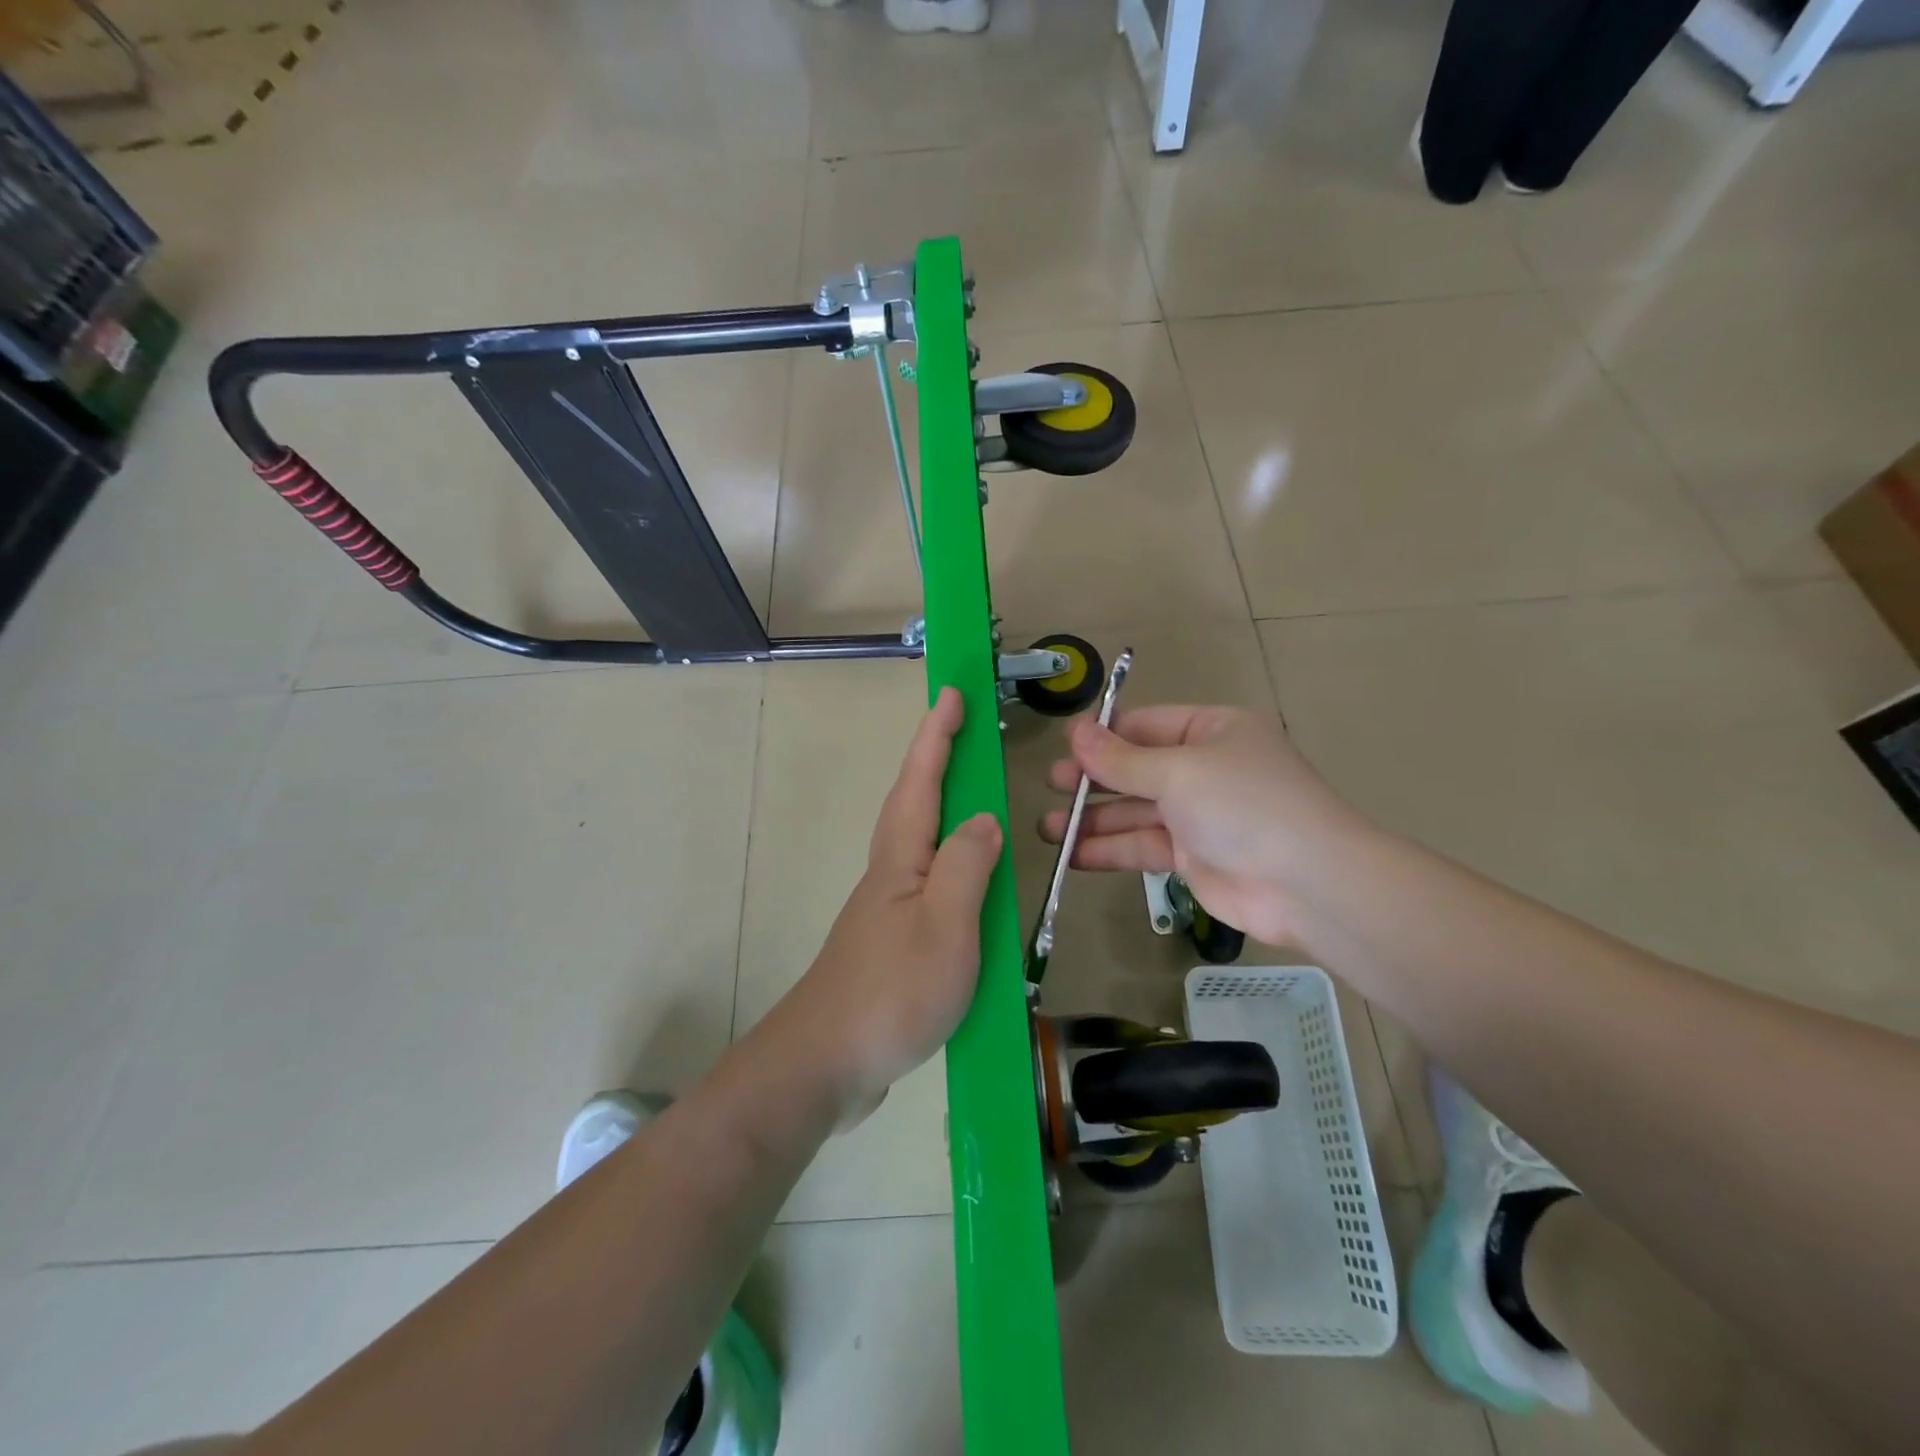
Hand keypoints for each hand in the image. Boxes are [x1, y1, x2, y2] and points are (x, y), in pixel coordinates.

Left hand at [771, 687, 1001, 1125]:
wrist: (825, 1063)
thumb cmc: (890, 991)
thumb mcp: (944, 927)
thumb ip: (966, 867)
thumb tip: (984, 819)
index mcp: (901, 857)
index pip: (922, 781)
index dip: (937, 735)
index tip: (951, 693)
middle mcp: (890, 872)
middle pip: (914, 801)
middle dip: (937, 758)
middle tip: (963, 729)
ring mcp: (887, 907)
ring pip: (920, 840)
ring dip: (943, 804)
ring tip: (972, 791)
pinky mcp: (891, 940)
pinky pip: (927, 880)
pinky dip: (949, 859)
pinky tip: (965, 878)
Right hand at [1040, 705, 1370, 948]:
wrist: (1306, 884)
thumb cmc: (1243, 805)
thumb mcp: (1178, 771)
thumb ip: (1121, 759)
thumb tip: (1073, 732)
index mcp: (1211, 731)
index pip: (1145, 724)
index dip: (1103, 734)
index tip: (1063, 747)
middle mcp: (1203, 768)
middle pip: (1135, 768)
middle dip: (1092, 779)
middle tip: (1051, 785)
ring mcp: (1197, 815)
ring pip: (1134, 811)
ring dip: (1092, 820)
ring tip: (1046, 828)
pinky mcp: (1192, 857)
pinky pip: (1142, 846)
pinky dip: (1109, 850)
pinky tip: (1073, 856)